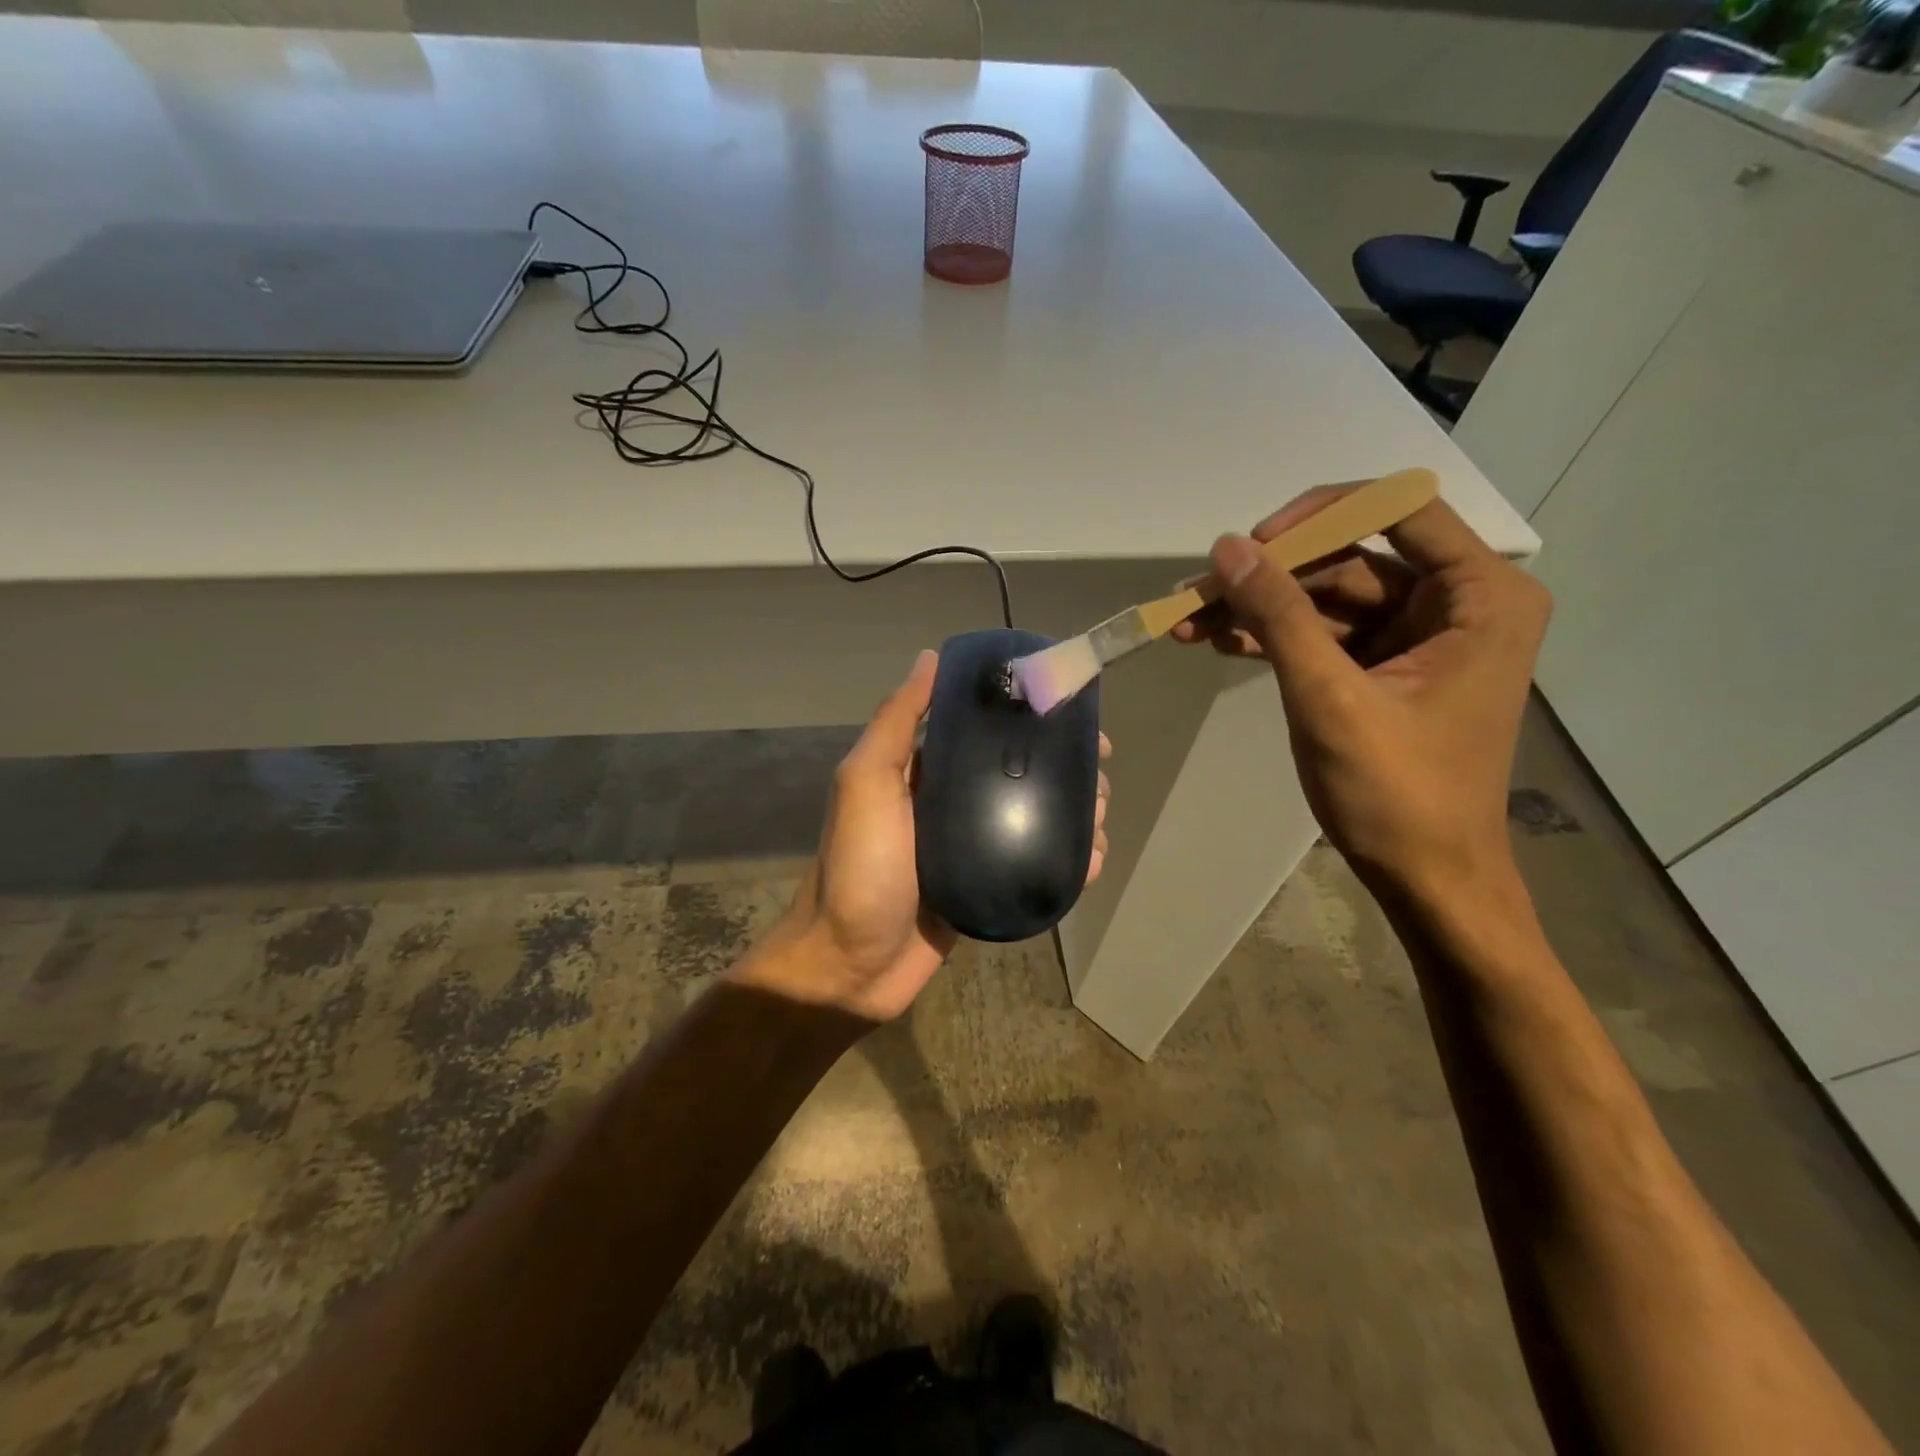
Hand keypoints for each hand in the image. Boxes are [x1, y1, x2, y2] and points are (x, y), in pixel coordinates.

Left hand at [738, 649, 1111, 1023]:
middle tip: (1097, 781)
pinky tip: (1090, 862)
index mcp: (924, 772)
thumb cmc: (859, 869)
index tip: (1074, 719)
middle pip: (1020, 775)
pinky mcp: (987, 889)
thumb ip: (895, 723)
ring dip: (1073, 814)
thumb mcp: (865, 784)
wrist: (851, 967)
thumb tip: (931, 658)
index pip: (986, 732)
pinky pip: (1034, 866)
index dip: (1031, 720)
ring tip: (1097, 822)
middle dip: (1063, 772)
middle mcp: (951, 804)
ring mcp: (973, 849)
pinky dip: (1066, 861)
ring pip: (1035, 820)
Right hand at [1173, 486, 1549, 900]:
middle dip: (1270, 576)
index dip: (1320, 515)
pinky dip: (1275, 638)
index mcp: (1480, 597)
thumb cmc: (1397, 794)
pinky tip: (1219, 641)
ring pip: (1328, 598)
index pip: (1398, 509)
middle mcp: (1458, 604)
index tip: (1253, 545)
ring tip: (1188, 620)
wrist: (1427, 880)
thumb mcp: (1330, 698)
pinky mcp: (1387, 669)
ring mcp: (1420, 638)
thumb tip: (1226, 548)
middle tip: (1196, 593)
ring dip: (1260, 609)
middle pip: (1350, 558)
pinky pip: (1325, 635)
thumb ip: (1279, 616)